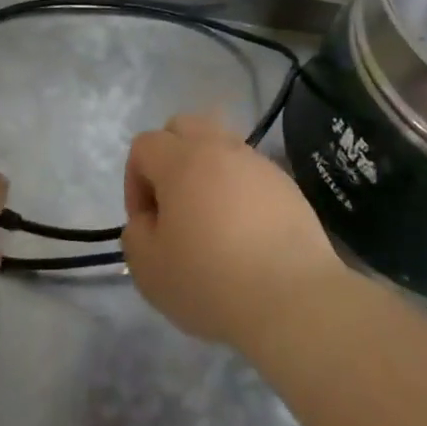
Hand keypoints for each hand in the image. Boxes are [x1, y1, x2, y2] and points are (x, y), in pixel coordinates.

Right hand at [121, 113, 344, 346]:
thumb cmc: (210, 281)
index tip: (147, 223)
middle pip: (184, 126)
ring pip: (221, 145)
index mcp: (182, 160)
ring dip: (207, 171)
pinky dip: (239, 190)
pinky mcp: (287, 185)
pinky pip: (251, 173)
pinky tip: (245, 232)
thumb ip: (136, 233)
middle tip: (173, 205)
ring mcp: (258, 164)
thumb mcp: (148, 268)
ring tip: (211, 219)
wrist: (292, 298)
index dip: (134, 182)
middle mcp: (221, 149)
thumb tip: (150, 220)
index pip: (144, 145)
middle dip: (169, 157)